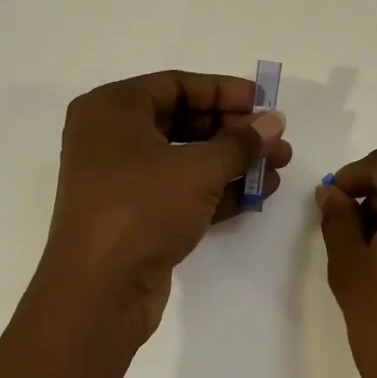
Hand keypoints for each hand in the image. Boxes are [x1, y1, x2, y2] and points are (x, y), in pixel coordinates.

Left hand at [36, 71, 291, 349]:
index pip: (176, 85)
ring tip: (278, 165)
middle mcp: (111, 138)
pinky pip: (181, 191)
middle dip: (233, 130)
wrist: (99, 292)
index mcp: (112, 110)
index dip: (224, 91)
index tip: (264, 100)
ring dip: (232, 162)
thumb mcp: (197, 169)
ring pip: (185, 159)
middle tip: (276, 138)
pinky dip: (217, 190)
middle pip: (182, 121)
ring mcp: (122, 180)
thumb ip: (240, 143)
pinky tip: (258, 193)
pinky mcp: (135, 216)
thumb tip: (273, 122)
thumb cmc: (141, 209)